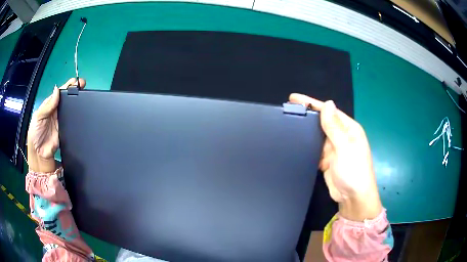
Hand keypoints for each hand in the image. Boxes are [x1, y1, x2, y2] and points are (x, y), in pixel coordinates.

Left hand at [27, 78, 85, 172]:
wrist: (40, 154)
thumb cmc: (35, 133)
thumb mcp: (38, 116)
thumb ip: (48, 105)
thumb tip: (57, 90)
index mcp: (49, 105)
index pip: (59, 93)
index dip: (67, 86)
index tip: (76, 81)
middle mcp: (56, 111)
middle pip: (66, 99)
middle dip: (75, 90)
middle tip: (83, 85)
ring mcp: (61, 121)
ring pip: (70, 108)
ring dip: (77, 102)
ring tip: (85, 94)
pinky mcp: (66, 130)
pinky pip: (72, 121)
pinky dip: (77, 116)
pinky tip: (82, 111)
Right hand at [289, 94, 381, 220]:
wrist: (353, 198)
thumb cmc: (353, 170)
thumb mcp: (345, 147)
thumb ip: (334, 126)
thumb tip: (328, 103)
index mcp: (349, 129)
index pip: (329, 112)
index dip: (312, 103)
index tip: (294, 98)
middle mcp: (342, 136)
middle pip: (322, 122)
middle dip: (307, 116)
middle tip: (287, 111)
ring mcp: (334, 149)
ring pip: (317, 136)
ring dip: (306, 132)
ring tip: (287, 125)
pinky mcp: (327, 160)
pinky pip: (315, 149)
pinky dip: (307, 146)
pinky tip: (295, 143)